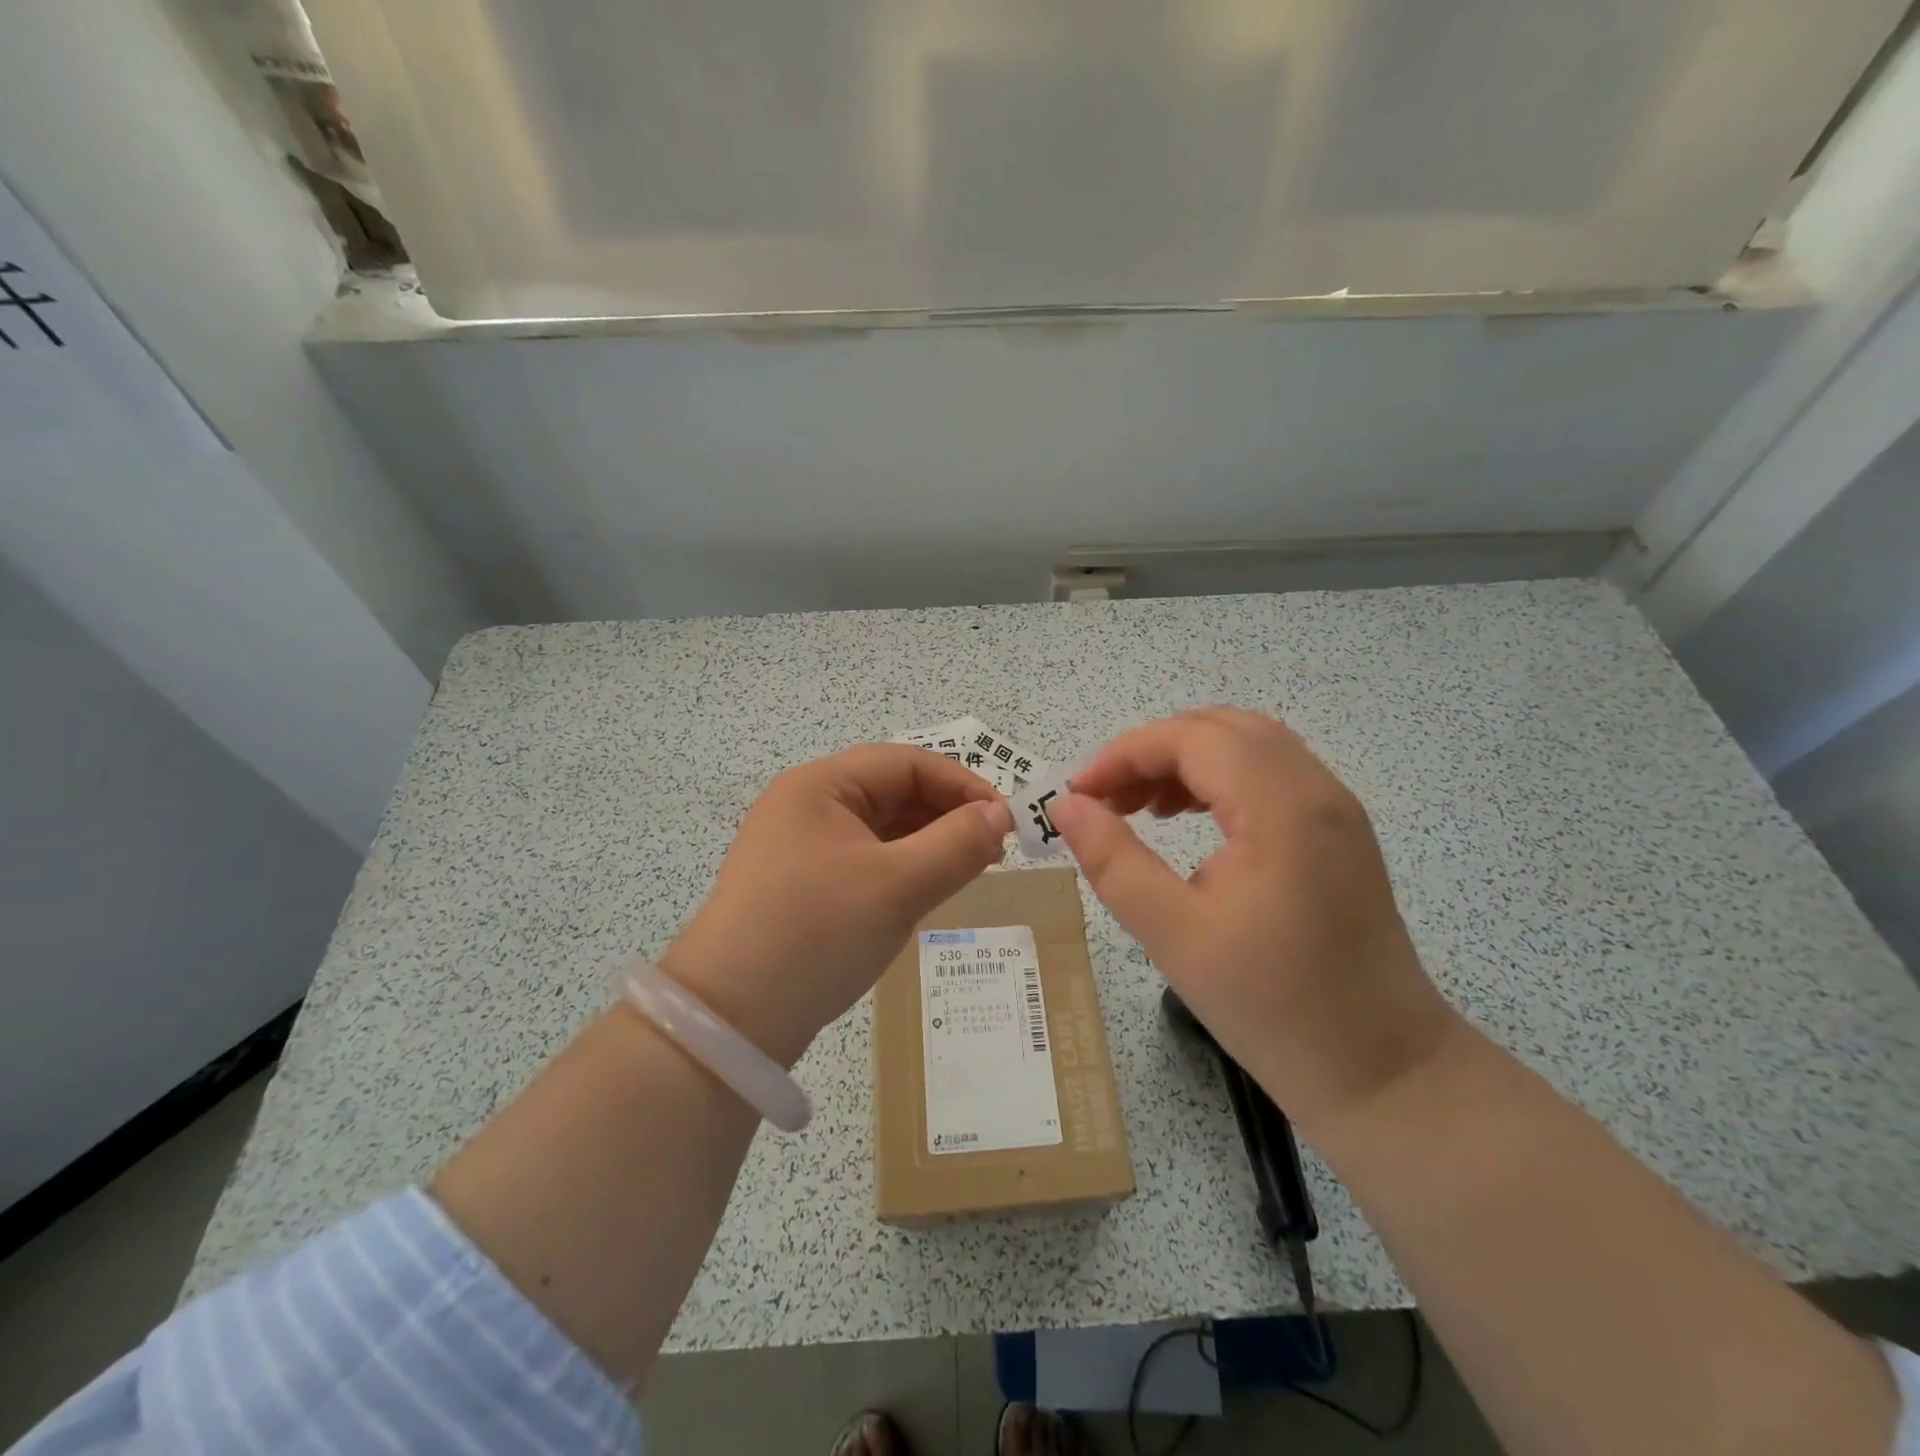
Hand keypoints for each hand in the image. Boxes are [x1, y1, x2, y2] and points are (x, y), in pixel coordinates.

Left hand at [661, 745, 1013, 1065]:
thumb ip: (958, 844)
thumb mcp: (898, 885)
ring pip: (881, 829)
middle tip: (994, 851)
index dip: (962, 785)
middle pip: (892, 792)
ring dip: (928, 843)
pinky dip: (902, 868)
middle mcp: (806, 806)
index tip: (1006, 821)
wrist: (731, 1020)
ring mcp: (800, 847)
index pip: (906, 763)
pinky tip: (927, 890)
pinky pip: (866, 860)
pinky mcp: (802, 886)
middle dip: (946, 815)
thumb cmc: (817, 933)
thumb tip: (1001, 815)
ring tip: (969, 870)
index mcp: (820, 786)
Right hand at [1049, 707, 1459, 1129]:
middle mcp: (1315, 788)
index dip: (1124, 754)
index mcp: (1280, 806)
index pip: (1190, 738)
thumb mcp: (1174, 934)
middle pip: (1220, 728)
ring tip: (1142, 808)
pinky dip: (1220, 779)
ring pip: (1248, 746)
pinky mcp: (1338, 831)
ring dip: (1187, 761)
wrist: (1383, 1070)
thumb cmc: (1273, 1006)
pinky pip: (1270, 774)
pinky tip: (1191, 819)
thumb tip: (1066, 805)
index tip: (1077, 794)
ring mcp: (1334, 807)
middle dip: (1153, 751)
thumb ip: (1113, 860)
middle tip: (1106, 800)